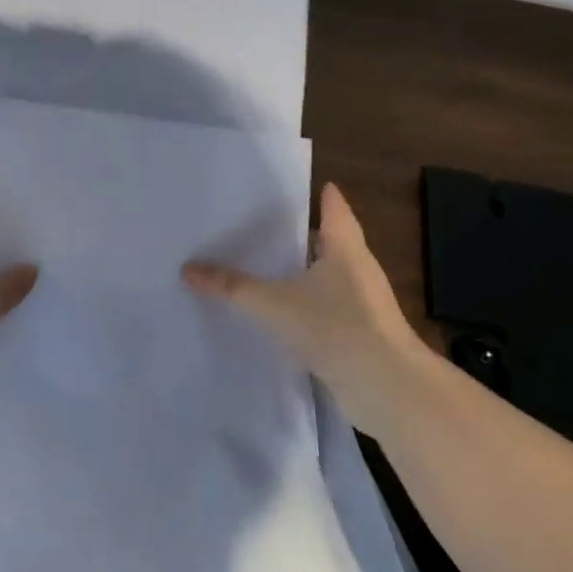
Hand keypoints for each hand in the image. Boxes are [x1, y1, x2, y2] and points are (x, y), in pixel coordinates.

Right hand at [182, 182, 429, 438]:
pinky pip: (331, 310)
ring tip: (272, 271)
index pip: (335, 211)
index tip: (317, 186)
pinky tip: (286, 316)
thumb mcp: (273, 304)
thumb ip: (232, 287)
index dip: (326, 198)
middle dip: (309, 237)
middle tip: (273, 229)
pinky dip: (310, 307)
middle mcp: (360, 271)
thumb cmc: (334, 326)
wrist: (384, 386)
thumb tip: (188, 268)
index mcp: (345, 250)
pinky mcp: (362, 335)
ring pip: (331, 279)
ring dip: (308, 275)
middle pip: (333, 244)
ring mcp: (365, 305)